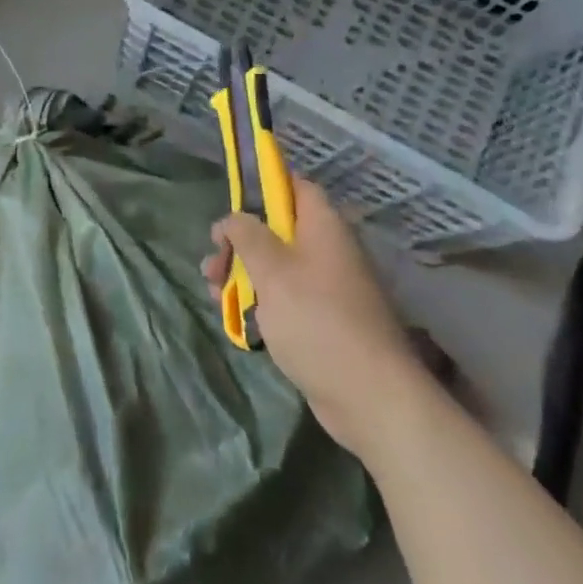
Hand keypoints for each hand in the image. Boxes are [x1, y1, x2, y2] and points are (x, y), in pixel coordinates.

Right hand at [204, 181, 417, 452]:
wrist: (369, 396)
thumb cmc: (316, 320)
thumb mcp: (271, 270)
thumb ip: (246, 235)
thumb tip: (233, 218)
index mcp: (323, 226)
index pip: (294, 186)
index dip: (262, 187)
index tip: (230, 204)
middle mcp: (329, 250)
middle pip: (278, 230)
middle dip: (240, 242)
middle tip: (213, 263)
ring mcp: (329, 288)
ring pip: (278, 267)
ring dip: (243, 274)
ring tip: (214, 293)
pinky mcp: (325, 321)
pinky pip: (287, 298)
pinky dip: (261, 301)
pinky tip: (236, 317)